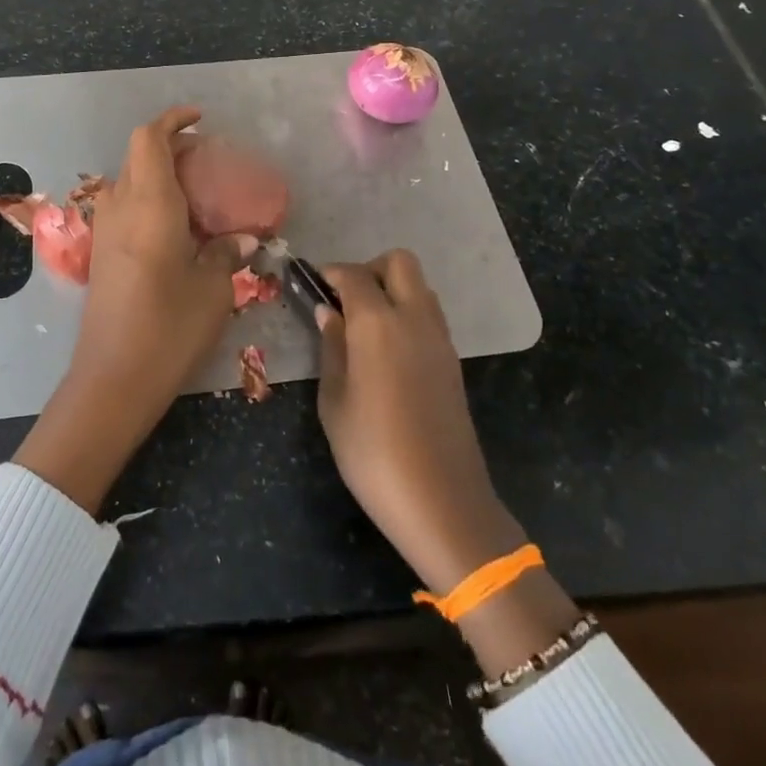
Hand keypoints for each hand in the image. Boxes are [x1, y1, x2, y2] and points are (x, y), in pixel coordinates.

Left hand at [15, 106, 254, 512]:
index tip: (200, 119)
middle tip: (206, 162)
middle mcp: (120, 208)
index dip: (173, 121)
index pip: (150, 139)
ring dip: (157, 175)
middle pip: (137, 156)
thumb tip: (244, 239)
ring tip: (194, 195)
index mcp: (149, 203)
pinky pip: (123, 209)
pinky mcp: (101, 255)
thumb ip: (227, 253)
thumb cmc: (169, 327)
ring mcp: (104, 232)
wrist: (113, 378)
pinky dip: (147, 201)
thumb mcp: (212, 288)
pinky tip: (175, 229)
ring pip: (128, 182)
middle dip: (169, 148)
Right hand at [315, 251, 517, 590]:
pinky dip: (408, 314)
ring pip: (419, 287)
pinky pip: (429, 315)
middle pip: (399, 263)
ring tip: (364, 327)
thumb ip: (332, 348)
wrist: (442, 502)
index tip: (312, 284)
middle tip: (345, 301)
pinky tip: (387, 351)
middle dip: (369, 270)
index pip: (354, 274)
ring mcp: (440, 339)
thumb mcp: (335, 401)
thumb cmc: (373, 453)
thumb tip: (328, 312)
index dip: (330, 273)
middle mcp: (415, 318)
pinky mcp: (453, 361)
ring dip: (392, 290)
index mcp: (379, 323)